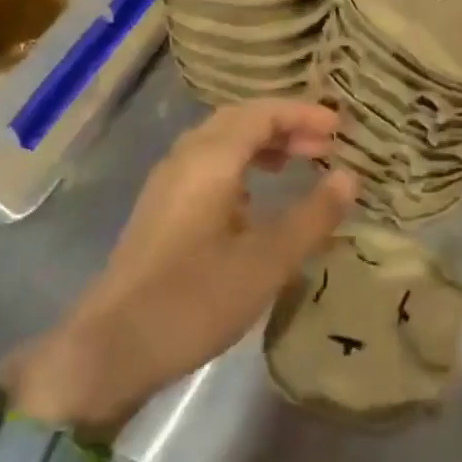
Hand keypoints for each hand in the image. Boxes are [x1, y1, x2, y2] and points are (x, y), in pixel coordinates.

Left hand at [5, 101, 357, 434]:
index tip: (340, 129)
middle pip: (239, 120)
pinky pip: (208, 167)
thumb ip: (313, 216)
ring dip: (262, 144)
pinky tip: (256, 198)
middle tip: (324, 146)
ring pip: (220, 143)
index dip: (304, 114)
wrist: (112, 348)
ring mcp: (167, 185)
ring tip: (297, 163)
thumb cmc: (195, 299)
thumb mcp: (268, 261)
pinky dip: (241, 166)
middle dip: (285, 125)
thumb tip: (349, 177)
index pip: (261, 113)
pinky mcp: (161, 211)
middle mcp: (185, 160)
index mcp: (210, 160)